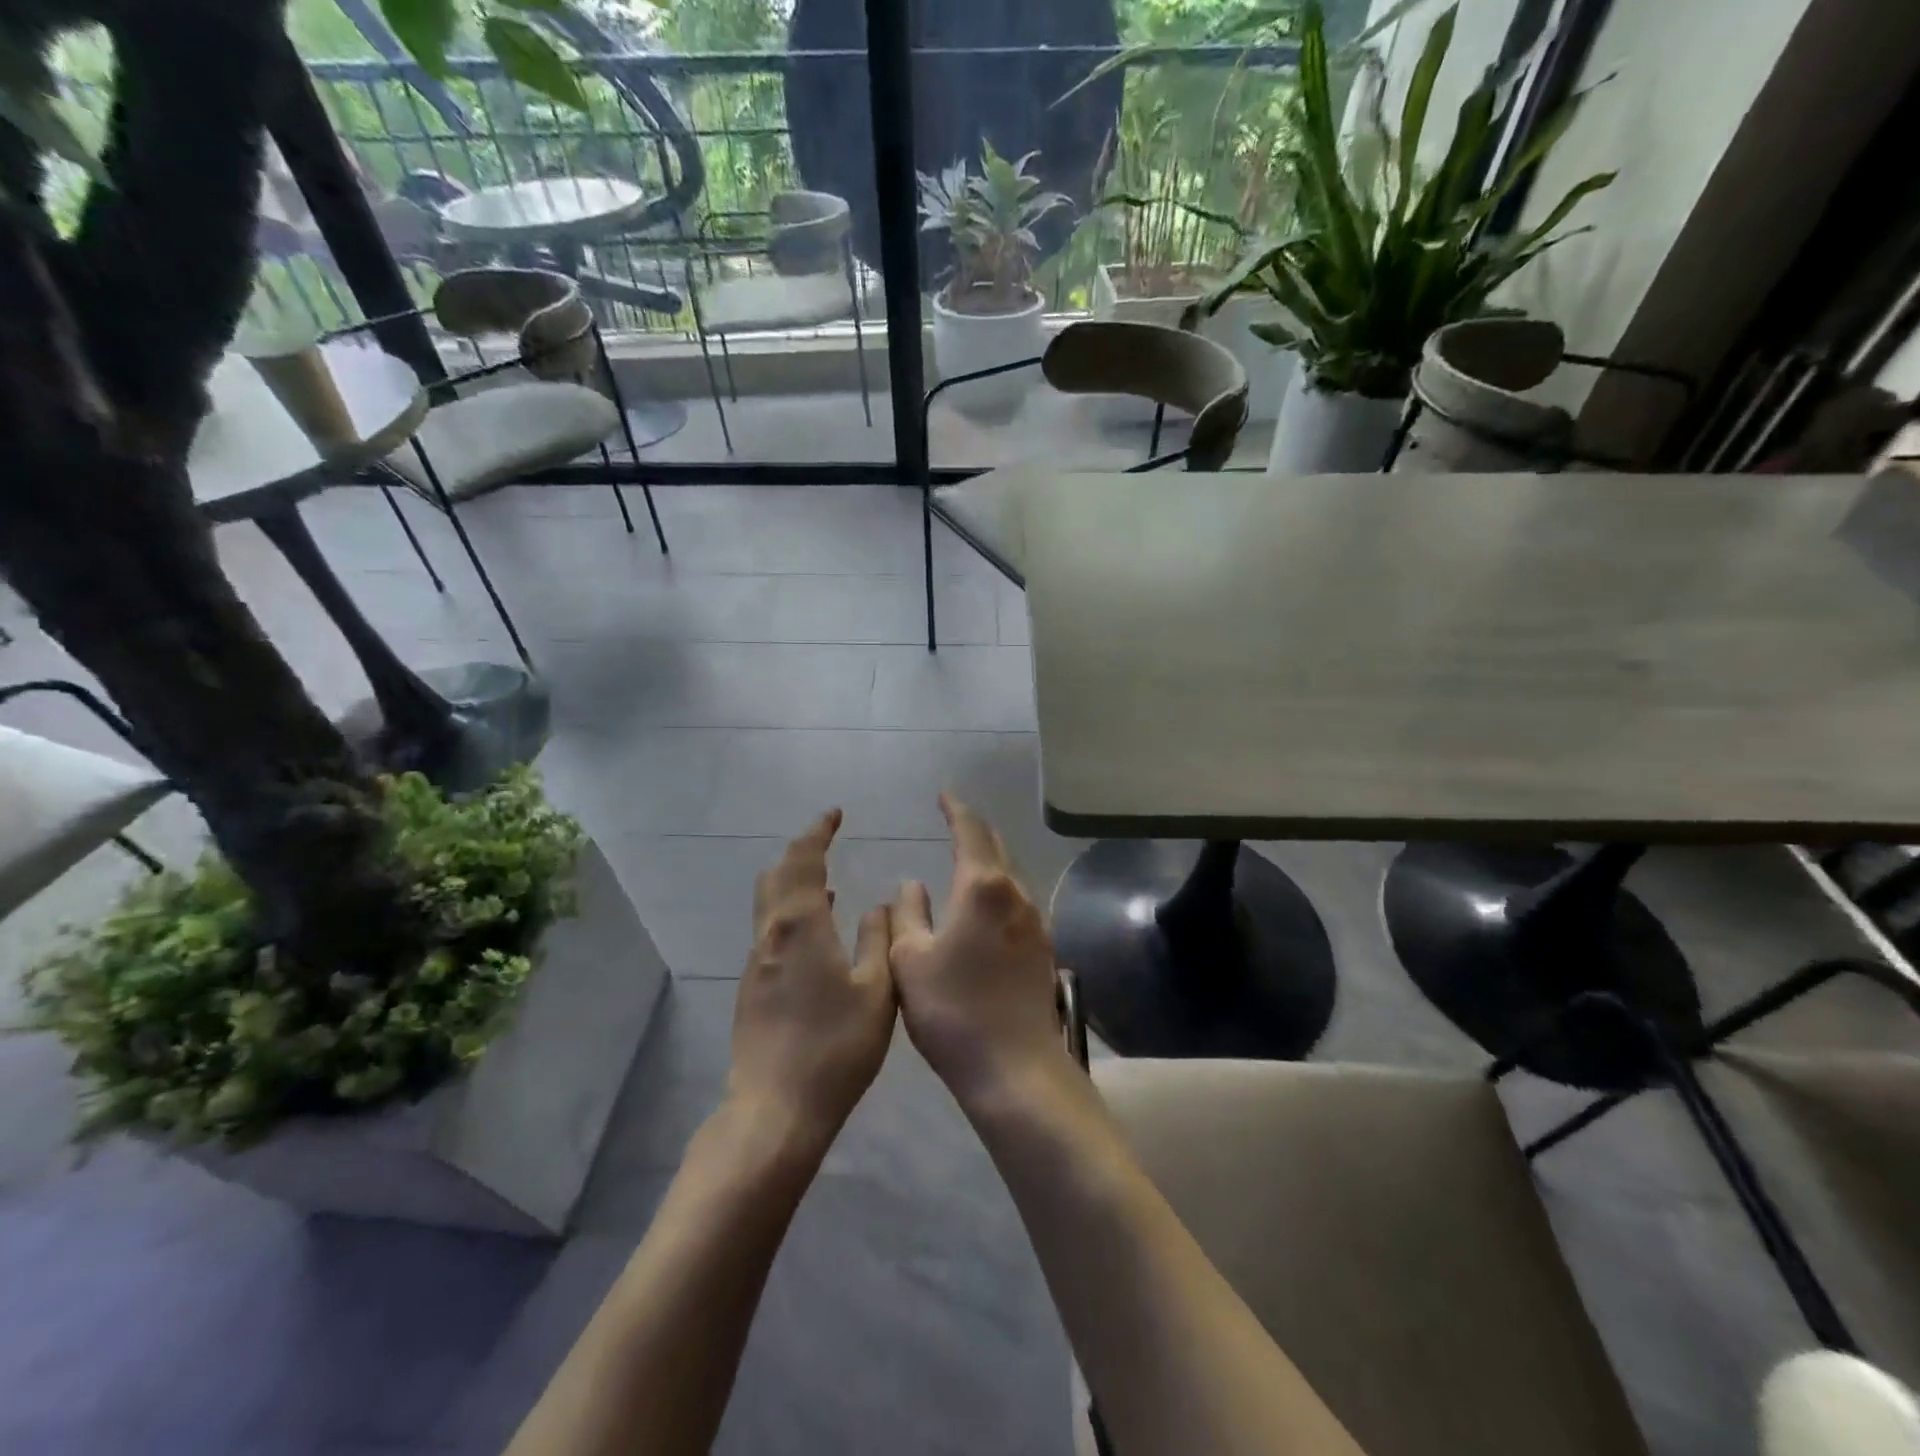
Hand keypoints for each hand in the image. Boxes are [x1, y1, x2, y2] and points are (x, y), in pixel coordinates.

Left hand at [729, 810, 895, 1152]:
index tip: (834, 813)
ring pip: (768, 903)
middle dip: (800, 851)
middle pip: (777, 875)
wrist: (775, 1110)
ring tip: (826, 879)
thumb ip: (877, 940)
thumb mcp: (875, 991)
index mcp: (801, 925)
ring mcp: (757, 962)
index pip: (804, 860)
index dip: (817, 832)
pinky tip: (817, 931)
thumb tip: (876, 905)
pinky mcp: (752, 987)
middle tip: (827, 840)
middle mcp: (771, 934)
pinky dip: (790, 911)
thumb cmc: (834, 1047)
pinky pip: (771, 929)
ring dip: (792, 881)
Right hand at [889, 793, 1066, 1112]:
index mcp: (982, 888)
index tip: (944, 795)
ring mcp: (1036, 922)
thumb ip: (907, 914)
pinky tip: (985, 908)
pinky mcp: (1044, 949)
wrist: (1015, 1069)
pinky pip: (1018, 902)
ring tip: (966, 861)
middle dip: (975, 830)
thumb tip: (912, 885)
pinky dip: (998, 890)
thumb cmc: (953, 1011)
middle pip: (997, 847)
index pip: (971, 831)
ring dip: (989, 861)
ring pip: (1011, 876)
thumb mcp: (911, 960)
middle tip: (953, 822)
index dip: (956, 809)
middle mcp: (1016, 895)